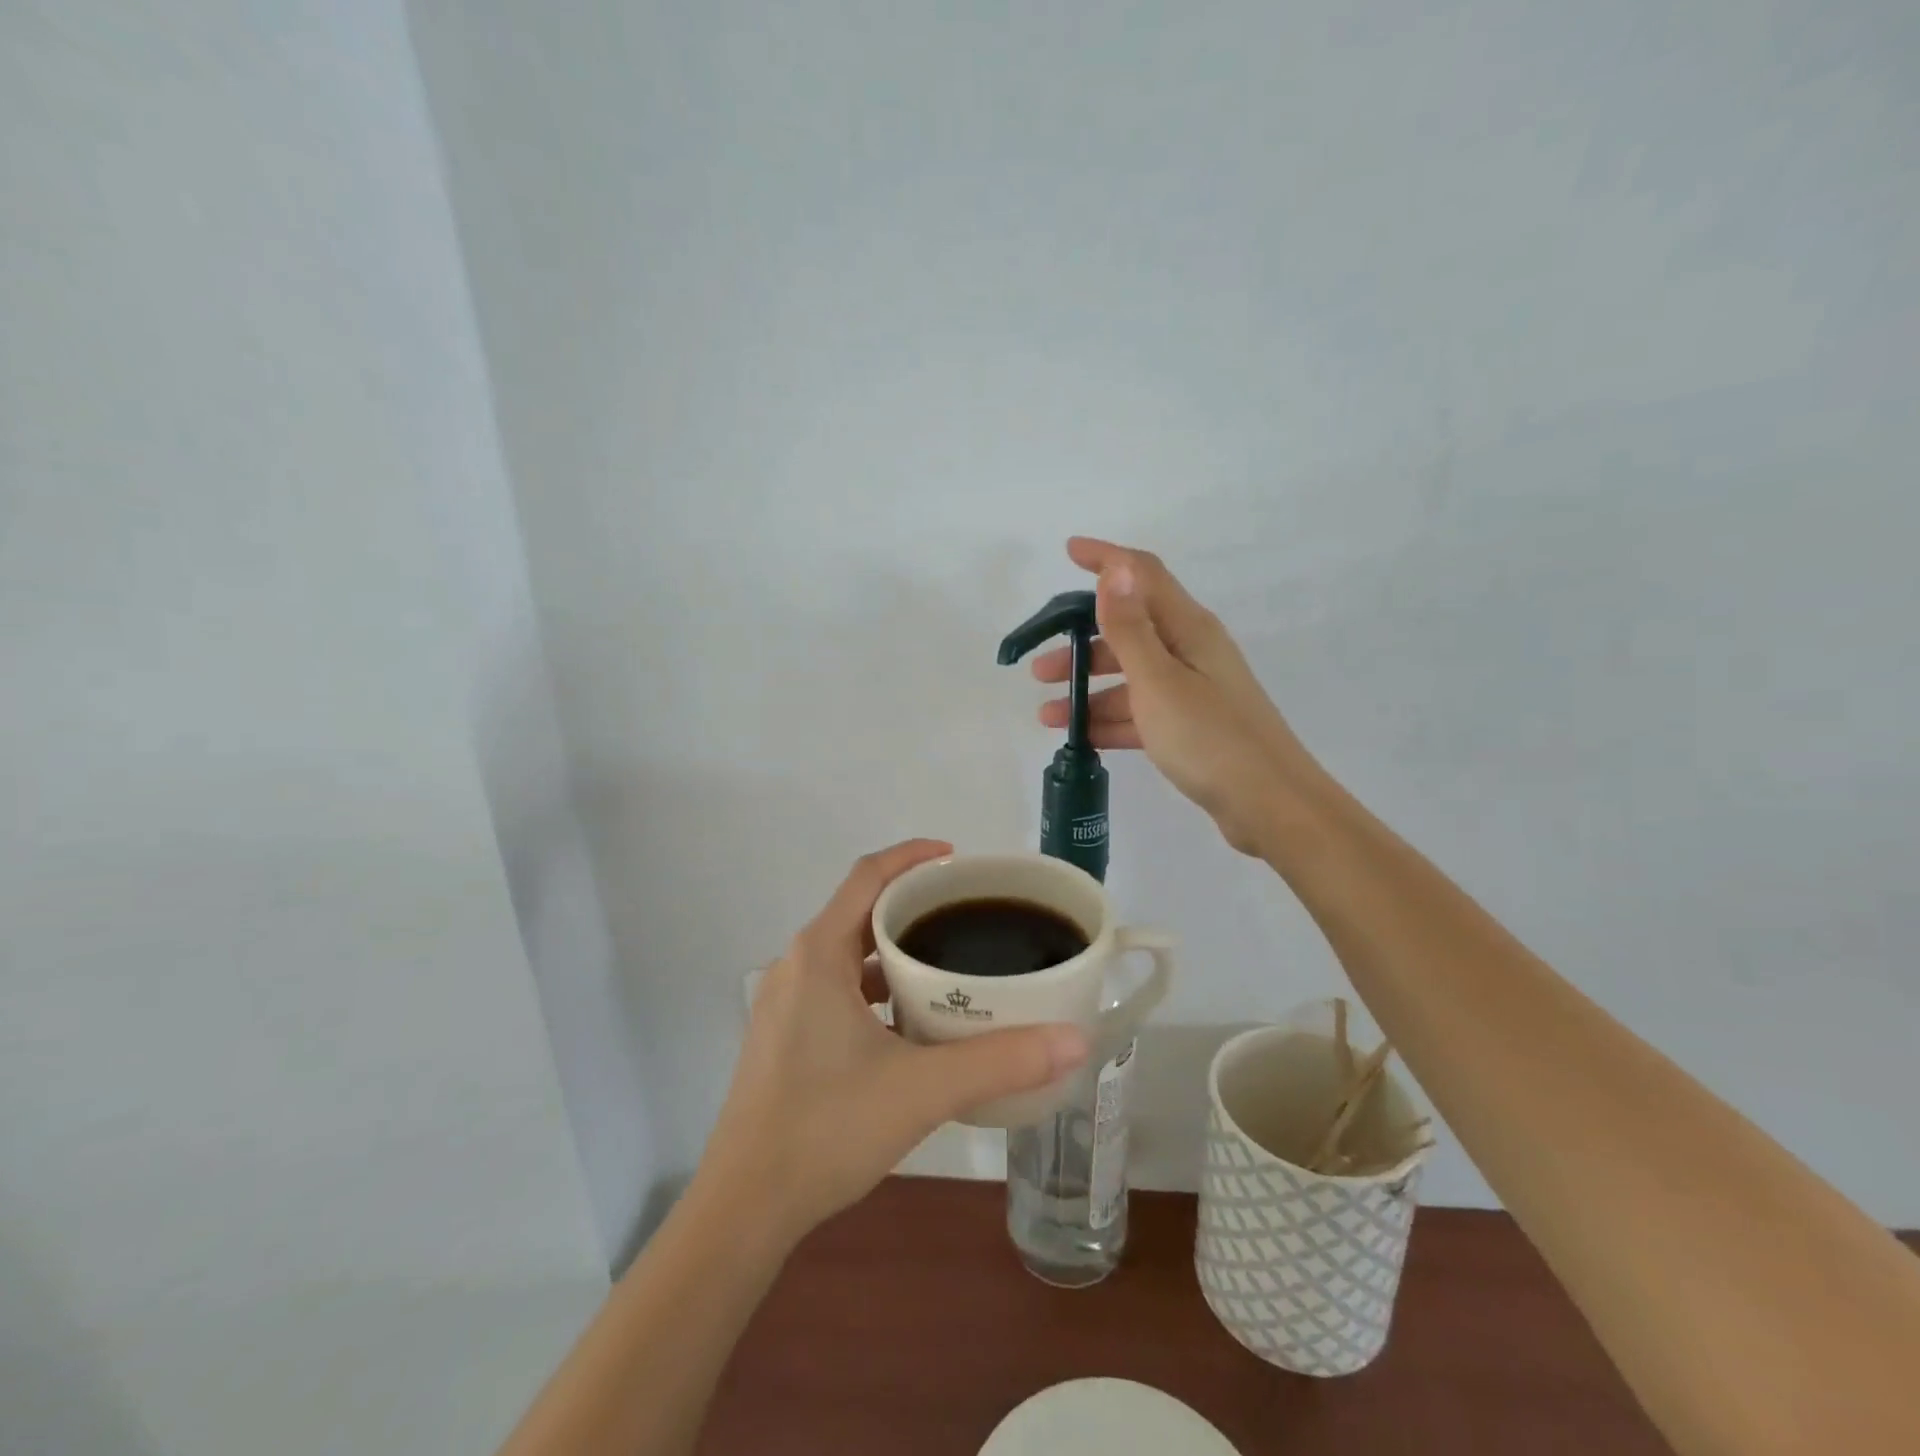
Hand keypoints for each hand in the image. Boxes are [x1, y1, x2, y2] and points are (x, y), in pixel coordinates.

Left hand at [700, 840, 1089, 1245]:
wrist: (745, 1208)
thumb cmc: (826, 1128)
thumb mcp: (922, 1089)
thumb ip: (1001, 1061)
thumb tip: (1077, 1040)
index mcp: (819, 953)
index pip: (868, 875)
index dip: (913, 857)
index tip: (959, 860)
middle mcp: (797, 966)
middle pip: (861, 912)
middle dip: (914, 908)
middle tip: (969, 917)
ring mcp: (786, 1004)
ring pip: (849, 956)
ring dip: (895, 953)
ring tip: (950, 967)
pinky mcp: (785, 1038)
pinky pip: (838, 990)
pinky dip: (876, 990)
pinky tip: (913, 1025)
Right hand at [1032, 538, 1315, 856]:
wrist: (1270, 806)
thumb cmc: (1210, 738)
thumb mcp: (1159, 681)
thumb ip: (1130, 628)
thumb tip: (1114, 570)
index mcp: (1188, 629)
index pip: (1143, 576)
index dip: (1107, 560)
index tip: (1069, 552)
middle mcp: (1191, 652)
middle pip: (1129, 630)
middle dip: (1082, 642)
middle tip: (1039, 668)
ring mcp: (1192, 692)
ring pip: (1130, 677)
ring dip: (1089, 689)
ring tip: (1048, 714)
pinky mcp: (1190, 727)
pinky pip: (1140, 713)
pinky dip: (1109, 720)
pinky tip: (1080, 738)